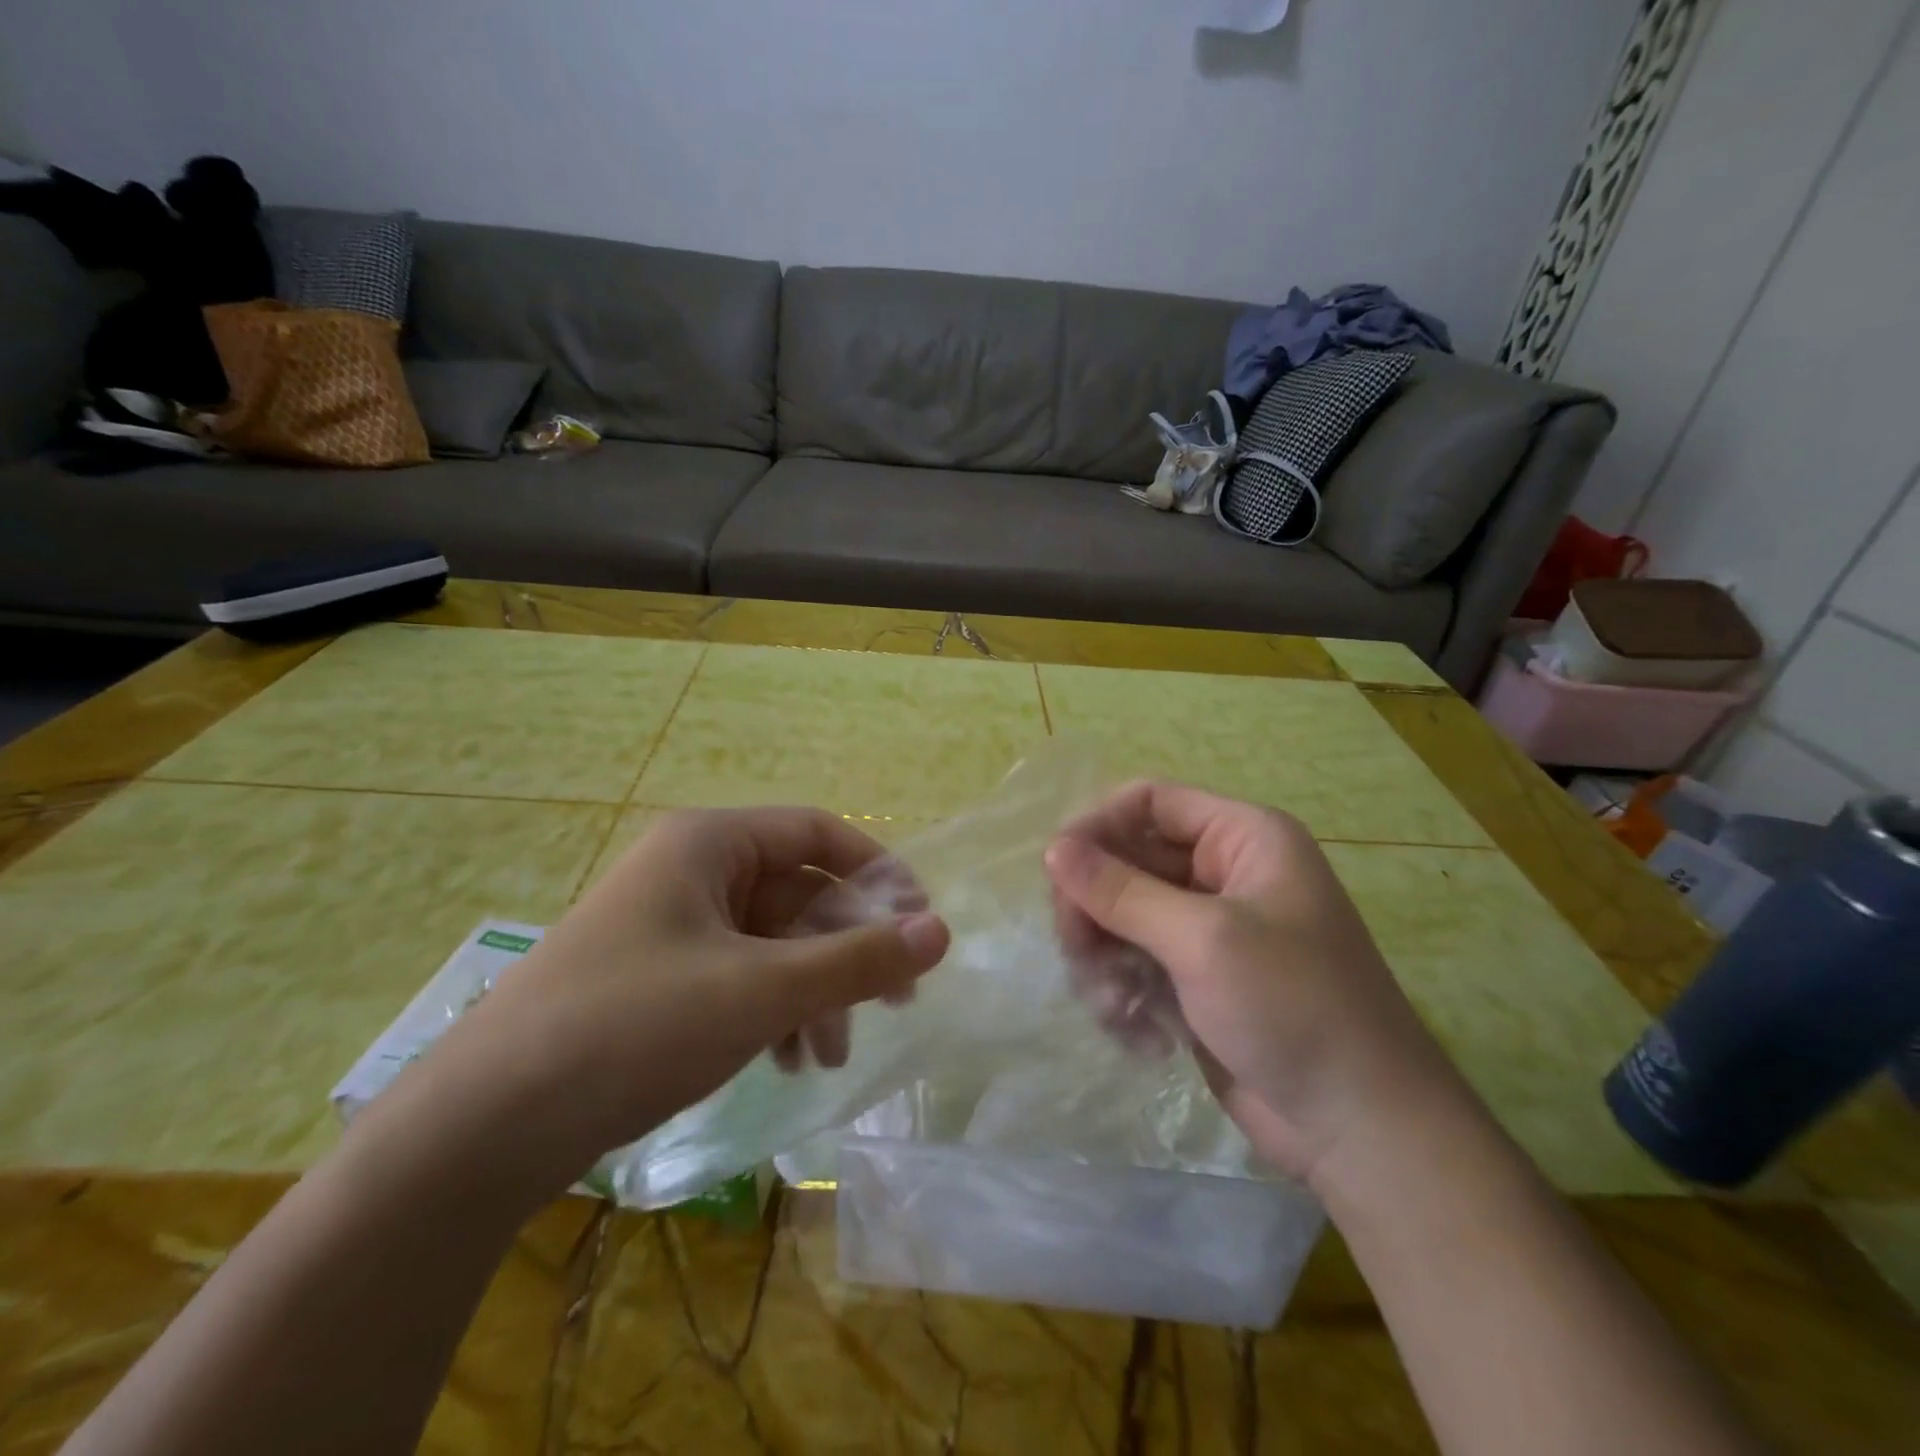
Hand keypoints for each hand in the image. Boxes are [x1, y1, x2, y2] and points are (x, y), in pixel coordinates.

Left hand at [411, 807, 949, 1193]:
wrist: (483, 1129)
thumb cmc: (634, 1026)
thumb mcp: (761, 990)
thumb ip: (857, 960)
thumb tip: (942, 931)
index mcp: (710, 844)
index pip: (818, 833)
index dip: (877, 871)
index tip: (920, 922)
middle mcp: (691, 872)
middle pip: (798, 893)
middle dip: (846, 948)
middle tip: (897, 999)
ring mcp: (671, 927)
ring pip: (772, 942)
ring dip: (814, 990)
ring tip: (832, 1054)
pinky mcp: (657, 979)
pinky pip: (739, 976)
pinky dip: (774, 1011)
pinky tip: (789, 1061)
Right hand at [1045, 782, 1457, 1185]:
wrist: (1360, 1129)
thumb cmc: (1293, 1008)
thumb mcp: (1203, 940)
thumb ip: (1121, 892)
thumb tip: (1052, 850)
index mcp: (1243, 838)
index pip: (1150, 802)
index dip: (1098, 825)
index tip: (1055, 869)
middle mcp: (1223, 873)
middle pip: (1129, 860)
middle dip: (1096, 904)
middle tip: (1074, 946)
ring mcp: (1208, 929)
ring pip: (1123, 915)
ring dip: (1105, 955)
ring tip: (1113, 1002)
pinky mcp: (1195, 979)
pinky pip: (1135, 961)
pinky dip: (1124, 991)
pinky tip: (1138, 1033)